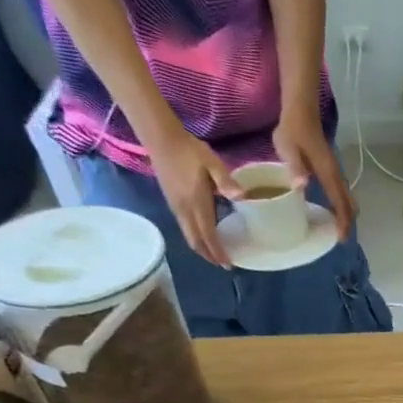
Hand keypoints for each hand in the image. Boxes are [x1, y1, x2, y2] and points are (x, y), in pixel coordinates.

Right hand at [142, 126, 240, 266]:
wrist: (160, 138)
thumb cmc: (189, 150)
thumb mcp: (212, 163)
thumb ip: (226, 181)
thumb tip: (241, 197)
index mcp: (196, 203)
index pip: (208, 235)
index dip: (217, 251)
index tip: (229, 264)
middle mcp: (184, 209)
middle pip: (196, 240)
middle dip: (209, 255)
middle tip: (224, 264)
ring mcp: (175, 206)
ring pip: (188, 235)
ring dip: (201, 248)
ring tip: (215, 255)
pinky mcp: (171, 202)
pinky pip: (184, 227)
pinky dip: (195, 237)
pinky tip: (203, 236)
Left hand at [274, 109, 355, 240]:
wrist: (302, 111)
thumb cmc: (293, 129)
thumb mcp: (287, 147)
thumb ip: (294, 166)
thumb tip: (302, 186)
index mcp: (327, 174)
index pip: (340, 203)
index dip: (342, 221)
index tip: (341, 238)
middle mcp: (335, 176)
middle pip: (349, 204)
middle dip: (347, 223)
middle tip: (341, 239)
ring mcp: (335, 173)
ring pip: (347, 199)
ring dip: (346, 215)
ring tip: (338, 229)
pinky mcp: (331, 171)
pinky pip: (341, 193)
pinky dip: (342, 206)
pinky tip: (333, 212)